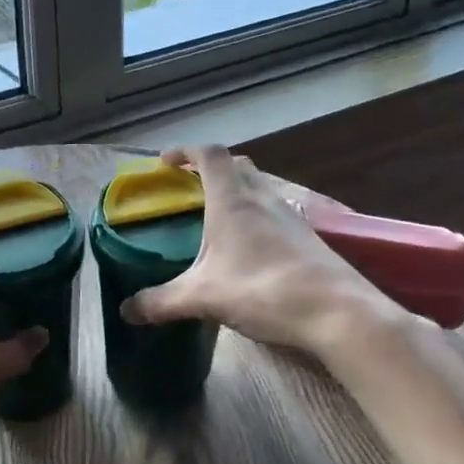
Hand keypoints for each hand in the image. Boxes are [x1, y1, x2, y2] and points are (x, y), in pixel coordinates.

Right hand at [121, 145, 401, 352]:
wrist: (337, 313)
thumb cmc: (263, 291)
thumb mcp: (202, 298)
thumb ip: (161, 302)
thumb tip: (126, 311)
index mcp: (233, 201)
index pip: (209, 155)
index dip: (185, 151)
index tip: (165, 163)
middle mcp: (263, 199)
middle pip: (238, 165)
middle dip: (212, 169)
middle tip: (191, 190)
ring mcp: (291, 216)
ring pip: (261, 188)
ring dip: (238, 192)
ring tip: (218, 221)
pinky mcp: (309, 238)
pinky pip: (277, 212)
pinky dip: (258, 217)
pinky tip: (251, 250)